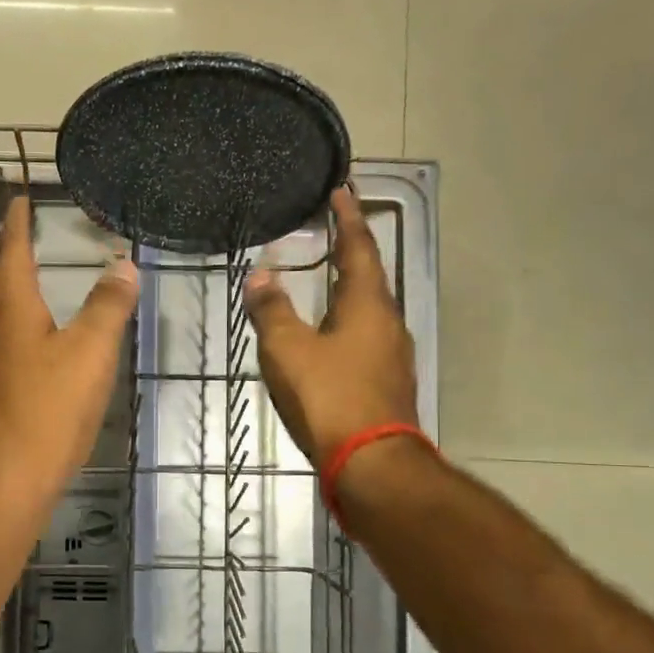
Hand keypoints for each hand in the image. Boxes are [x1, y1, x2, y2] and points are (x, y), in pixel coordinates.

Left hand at [0, 196, 139, 500]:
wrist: (5, 483)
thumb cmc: (47, 409)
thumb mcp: (89, 352)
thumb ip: (107, 307)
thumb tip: (123, 265)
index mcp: (13, 313)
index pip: (13, 255)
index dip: (18, 225)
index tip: (20, 200)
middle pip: (7, 289)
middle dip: (21, 261)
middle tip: (37, 240)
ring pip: (12, 325)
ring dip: (28, 302)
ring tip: (50, 291)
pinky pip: (18, 356)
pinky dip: (36, 340)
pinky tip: (52, 356)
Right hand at [243, 185, 418, 469]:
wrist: (371, 464)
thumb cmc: (329, 397)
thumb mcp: (288, 350)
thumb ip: (272, 310)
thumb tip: (260, 275)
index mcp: (367, 304)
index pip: (359, 247)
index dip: (348, 217)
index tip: (343, 189)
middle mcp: (388, 323)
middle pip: (370, 276)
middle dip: (351, 251)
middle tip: (332, 231)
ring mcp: (393, 355)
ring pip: (370, 309)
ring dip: (351, 289)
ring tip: (328, 279)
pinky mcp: (389, 383)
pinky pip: (368, 337)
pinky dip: (349, 322)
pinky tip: (333, 336)